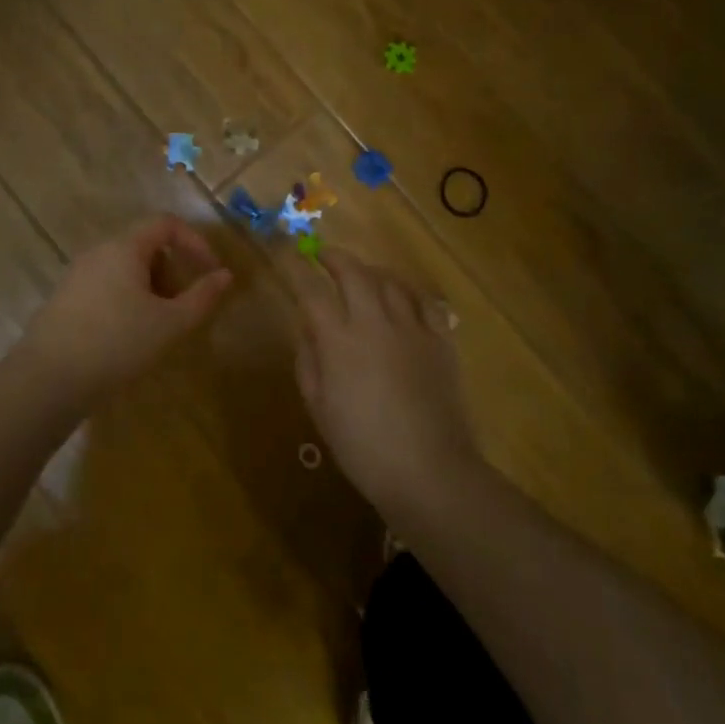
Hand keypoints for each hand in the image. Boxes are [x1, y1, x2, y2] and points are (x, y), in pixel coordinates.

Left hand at [17, 215, 233, 405]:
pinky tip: (127, 335)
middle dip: (172, 269)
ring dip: (150, 287)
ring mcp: (77, 274)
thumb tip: (225, 276)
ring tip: (157, 325)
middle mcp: (98, 252)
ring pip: (124, 268)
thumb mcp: (170, 323)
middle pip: (144, 245)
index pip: (166, 223)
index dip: (195, 241)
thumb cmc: (117, 343)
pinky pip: (105, 285)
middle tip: (183, 305)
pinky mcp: (64, 298)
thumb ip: (202, 297)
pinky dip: (126, 299)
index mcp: (124, 247)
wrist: (48, 379)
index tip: (210, 270)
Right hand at [289, 249, 484, 518]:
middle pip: (353, 272)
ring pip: (390, 280)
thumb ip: (308, 361)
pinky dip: (408, 290)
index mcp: (339, 341)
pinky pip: (424, 300)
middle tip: (322, 255)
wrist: (429, 471)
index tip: (284, 252)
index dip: (294, 267)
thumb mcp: (319, 408)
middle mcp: (375, 322)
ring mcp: (412, 328)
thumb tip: (308, 329)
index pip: (310, 290)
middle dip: (334, 257)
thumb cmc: (363, 447)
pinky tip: (401, 296)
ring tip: (360, 274)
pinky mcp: (441, 340)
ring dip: (370, 270)